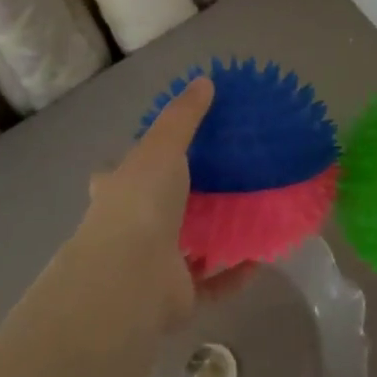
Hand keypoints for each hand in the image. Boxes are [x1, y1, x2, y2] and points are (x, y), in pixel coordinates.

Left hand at [78, 77, 251, 331]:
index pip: (120, 173)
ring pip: (184, 248)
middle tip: (221, 182)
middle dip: (180, 200)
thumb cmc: (141, 202)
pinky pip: (211, 283)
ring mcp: (151, 265)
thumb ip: (184, 116)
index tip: (165, 151)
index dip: (137, 162)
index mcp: (118, 191)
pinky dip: (233, 273)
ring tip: (247, 216)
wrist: (131, 278)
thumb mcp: (162, 146)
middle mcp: (128, 229)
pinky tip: (259, 257)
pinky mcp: (176, 296)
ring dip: (210, 237)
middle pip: (154, 210)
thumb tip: (204, 80)